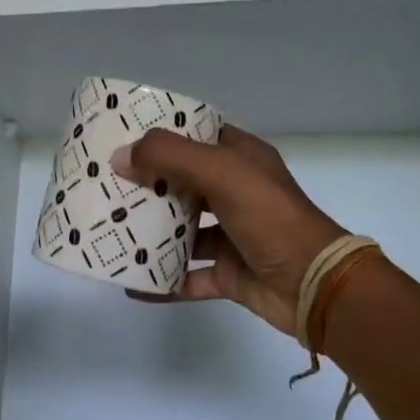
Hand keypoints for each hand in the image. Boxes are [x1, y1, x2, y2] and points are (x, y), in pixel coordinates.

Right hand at [115, 125, 346, 336]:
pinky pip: (187, 276)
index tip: (122, 138)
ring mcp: (233, 235)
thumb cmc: (270, 217)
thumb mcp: (222, 173)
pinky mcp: (229, 273)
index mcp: (242, 160)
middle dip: (147, 185)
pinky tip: (131, 283)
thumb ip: (170, 157)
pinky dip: (162, 280)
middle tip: (105, 185)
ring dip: (152, 233)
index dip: (163, 135)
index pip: (198, 136)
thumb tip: (120, 157)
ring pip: (184, 231)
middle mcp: (237, 193)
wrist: (314, 284)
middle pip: (184, 183)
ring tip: (111, 231)